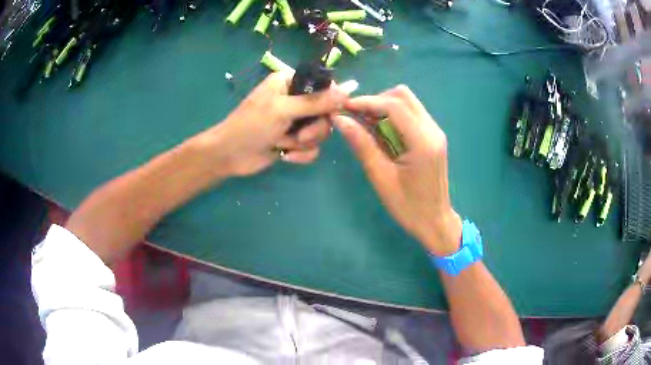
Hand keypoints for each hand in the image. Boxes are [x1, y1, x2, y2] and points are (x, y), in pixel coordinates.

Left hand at [199, 71, 347, 176]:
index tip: (330, 114)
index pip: (324, 84)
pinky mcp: (294, 141)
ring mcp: (296, 121)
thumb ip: (316, 101)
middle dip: (314, 129)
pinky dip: (300, 154)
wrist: (230, 156)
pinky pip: (312, 147)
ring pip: (321, 131)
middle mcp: (296, 99)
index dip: (332, 100)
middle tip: (299, 136)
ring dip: (303, 142)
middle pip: (327, 112)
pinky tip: (285, 156)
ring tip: (284, 145)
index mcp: (290, 82)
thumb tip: (350, 89)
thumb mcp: (283, 109)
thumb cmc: (251, 125)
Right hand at [334, 85, 461, 255]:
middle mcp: (432, 130)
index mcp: (423, 141)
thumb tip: (340, 120)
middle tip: (356, 116)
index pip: (394, 106)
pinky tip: (380, 131)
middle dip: (376, 100)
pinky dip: (393, 116)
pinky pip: (411, 114)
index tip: (344, 108)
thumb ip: (362, 145)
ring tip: (365, 123)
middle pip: (403, 95)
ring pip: (408, 102)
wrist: (435, 221)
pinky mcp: (432, 136)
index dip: (366, 102)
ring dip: (384, 106)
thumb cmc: (408, 206)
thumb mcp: (381, 177)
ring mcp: (435, 131)